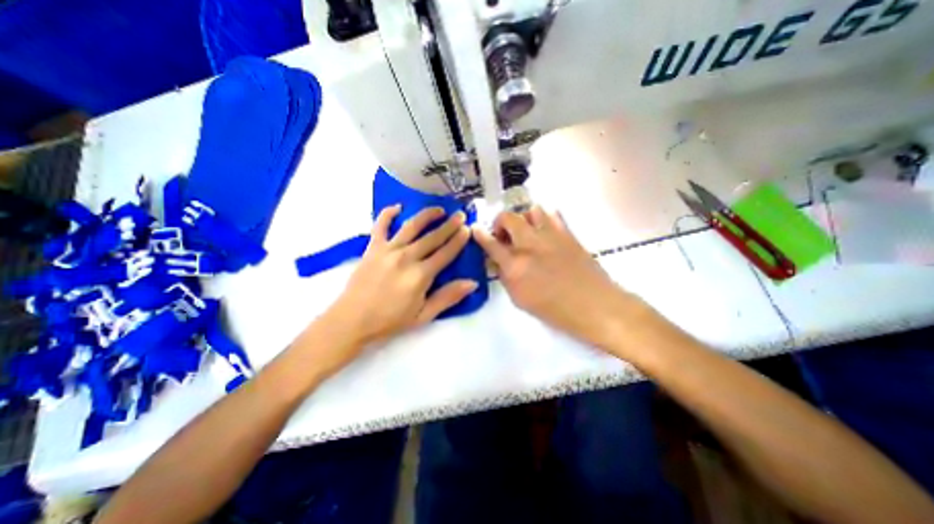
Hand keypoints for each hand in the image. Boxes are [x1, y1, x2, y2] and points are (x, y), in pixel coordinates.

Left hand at [327, 205, 476, 347]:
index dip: (458, 240)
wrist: (352, 320)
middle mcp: (406, 257)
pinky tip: (397, 207)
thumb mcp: (423, 316)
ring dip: (427, 215)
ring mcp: (388, 250)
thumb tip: (473, 283)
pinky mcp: (372, 248)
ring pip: (411, 226)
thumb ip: (448, 297)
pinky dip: (387, 214)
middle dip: (449, 225)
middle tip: (460, 215)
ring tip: (439, 209)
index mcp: (420, 275)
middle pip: (433, 237)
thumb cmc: (390, 321)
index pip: (446, 253)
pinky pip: (380, 225)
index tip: (468, 228)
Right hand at [475, 205, 635, 347]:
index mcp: (515, 266)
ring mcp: (550, 235)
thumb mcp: (520, 300)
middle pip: (508, 218)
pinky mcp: (567, 233)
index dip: (480, 234)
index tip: (475, 228)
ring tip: (526, 232)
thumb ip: (506, 277)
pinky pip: (552, 214)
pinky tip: (545, 231)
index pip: (490, 244)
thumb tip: (499, 261)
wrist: (594, 305)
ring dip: (524, 219)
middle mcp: (530, 245)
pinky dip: (544, 219)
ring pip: (531, 210)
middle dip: (500, 222)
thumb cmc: (555, 310)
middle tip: (503, 234)